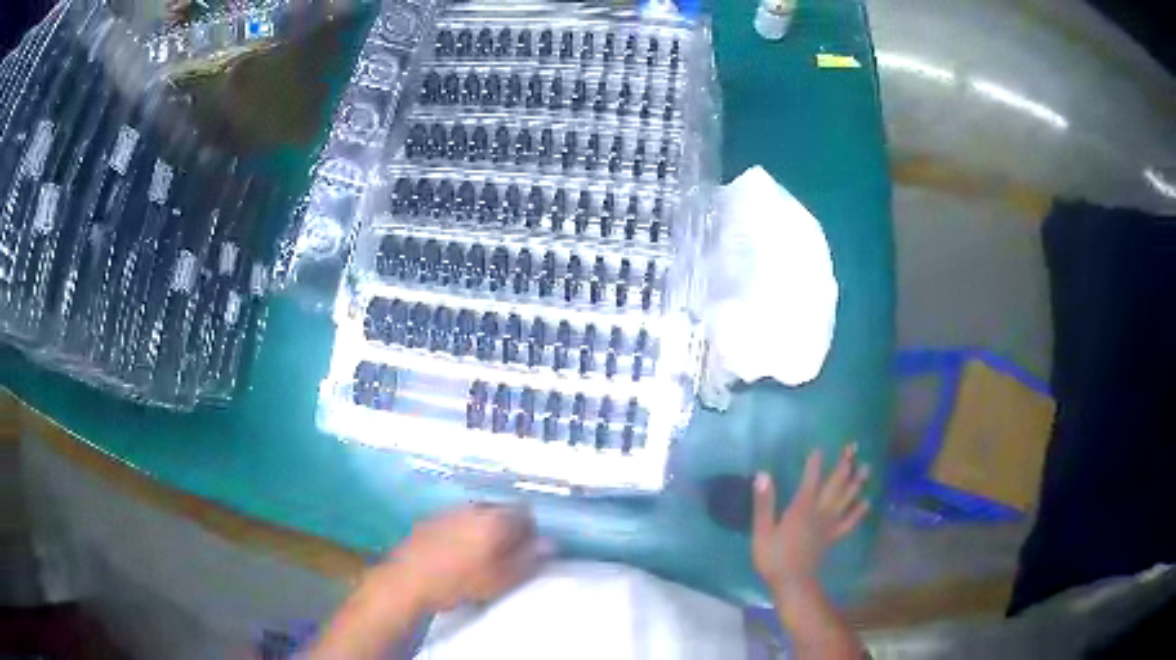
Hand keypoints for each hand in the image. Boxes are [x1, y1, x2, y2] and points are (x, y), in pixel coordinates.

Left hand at [392, 504, 547, 612]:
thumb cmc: (459, 581)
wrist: (408, 580)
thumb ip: (528, 559)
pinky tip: (457, 553)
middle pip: (501, 511)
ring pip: (478, 515)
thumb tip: (549, 544)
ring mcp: (450, 511)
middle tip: (506, 556)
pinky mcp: (431, 519)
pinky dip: (464, 532)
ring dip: (485, 530)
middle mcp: (474, 507)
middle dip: (508, 529)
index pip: (525, 513)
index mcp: (495, 519)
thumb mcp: (501, 578)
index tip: (528, 551)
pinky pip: (458, 520)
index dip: (531, 531)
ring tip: (481, 556)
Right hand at [752, 445, 870, 593]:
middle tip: (853, 447)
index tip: (819, 447)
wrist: (792, 583)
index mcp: (801, 509)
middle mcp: (820, 512)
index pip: (810, 480)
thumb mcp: (762, 531)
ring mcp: (829, 525)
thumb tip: (763, 474)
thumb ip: (764, 503)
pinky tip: (866, 502)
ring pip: (846, 499)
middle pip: (835, 485)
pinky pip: (849, 522)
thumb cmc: (773, 558)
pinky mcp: (833, 537)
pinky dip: (859, 511)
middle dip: (844, 464)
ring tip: (867, 467)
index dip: (815, 463)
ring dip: (857, 482)